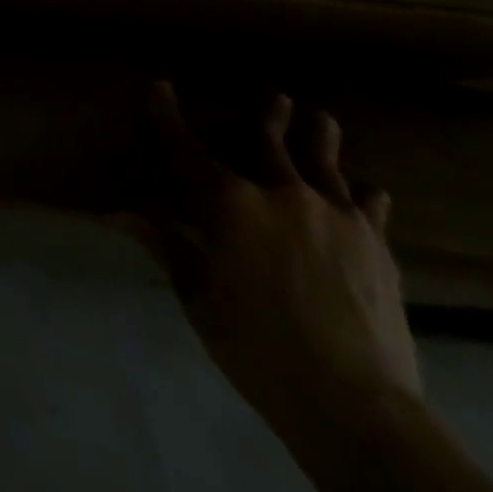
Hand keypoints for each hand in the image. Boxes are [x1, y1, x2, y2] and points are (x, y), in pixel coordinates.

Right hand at [122, 82, 420, 436]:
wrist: (357, 406)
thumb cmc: (258, 349)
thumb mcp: (198, 297)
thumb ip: (165, 246)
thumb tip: (117, 212)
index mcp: (230, 204)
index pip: (186, 147)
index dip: (167, 113)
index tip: (159, 85)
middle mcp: (282, 194)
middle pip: (269, 141)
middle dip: (268, 115)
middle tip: (275, 96)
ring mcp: (335, 217)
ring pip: (324, 162)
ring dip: (320, 137)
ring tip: (321, 118)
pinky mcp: (375, 246)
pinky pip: (370, 206)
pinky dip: (365, 194)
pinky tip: (369, 190)